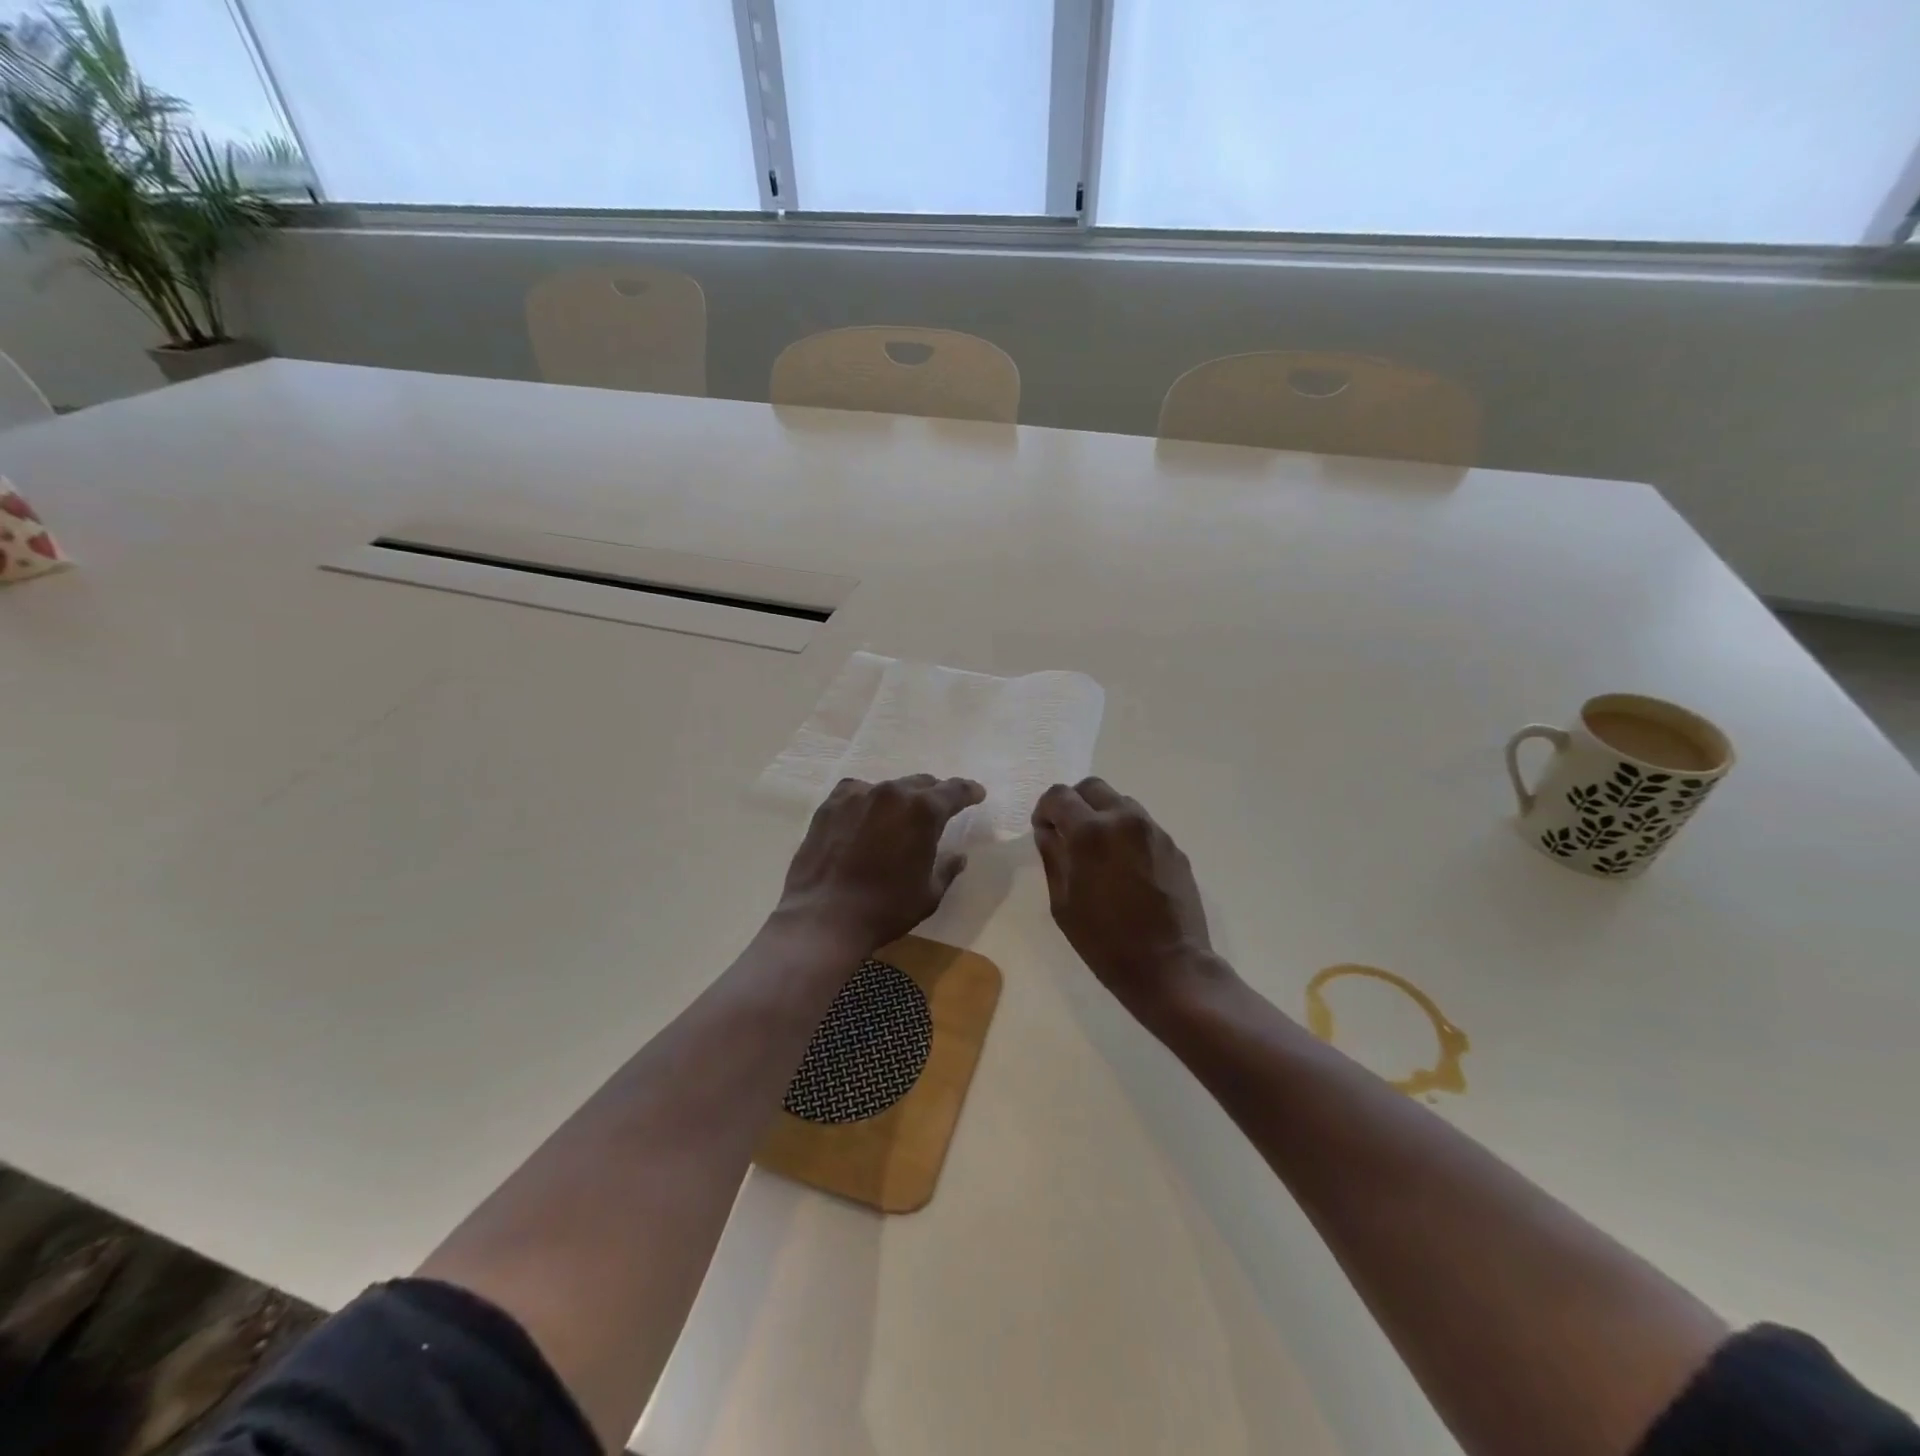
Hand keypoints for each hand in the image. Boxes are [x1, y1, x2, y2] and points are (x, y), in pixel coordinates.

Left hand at [777, 774, 984, 954]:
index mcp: (924, 811)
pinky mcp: (830, 805)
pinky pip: (857, 792)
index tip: (977, 794)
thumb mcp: (929, 894)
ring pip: (889, 787)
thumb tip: (958, 856)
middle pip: (921, 784)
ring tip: (900, 816)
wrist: (823, 918)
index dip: (969, 792)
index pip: (955, 791)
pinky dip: (868, 800)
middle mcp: (892, 793)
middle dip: (934, 795)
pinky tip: (866, 815)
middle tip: (939, 809)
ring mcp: (858, 795)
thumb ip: (947, 868)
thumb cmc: (885, 909)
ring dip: (900, 799)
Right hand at [1032, 778, 1220, 1015]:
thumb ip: (1053, 857)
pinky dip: (1126, 833)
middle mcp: (1124, 820)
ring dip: (1102, 815)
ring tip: (1099, 851)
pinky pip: (1142, 826)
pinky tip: (1125, 868)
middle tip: (1068, 833)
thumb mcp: (1062, 903)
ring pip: (1120, 803)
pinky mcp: (1173, 847)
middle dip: (1074, 803)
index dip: (1044, 809)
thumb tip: (1048, 831)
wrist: (1170, 967)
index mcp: (1090, 832)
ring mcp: (1154, 831)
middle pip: (1092, 787)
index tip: (1044, 830)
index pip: (1059, 795)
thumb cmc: (1105, 942)